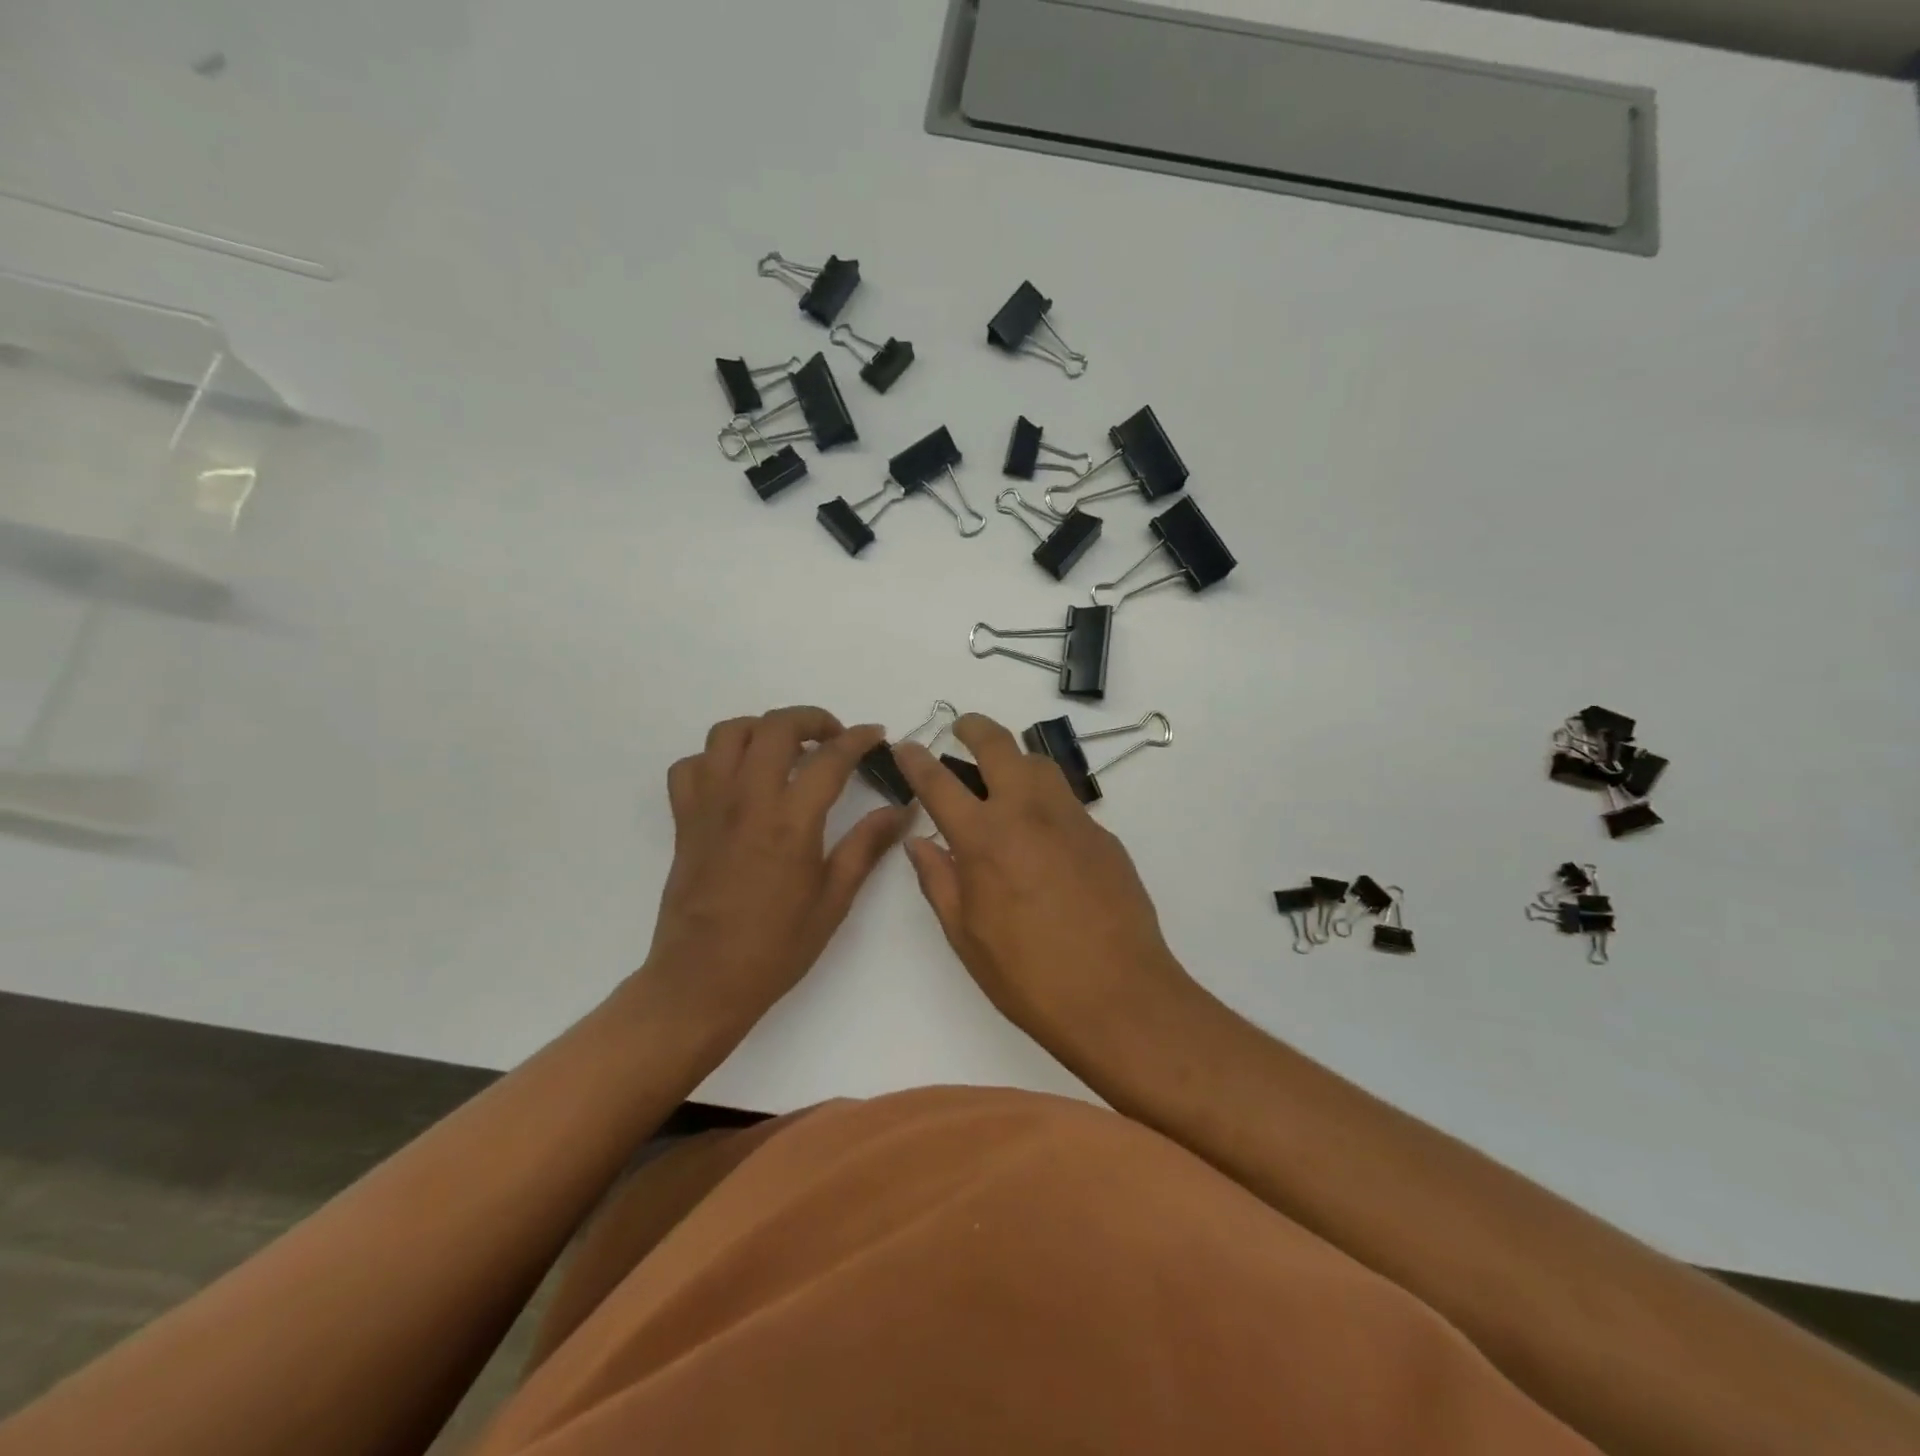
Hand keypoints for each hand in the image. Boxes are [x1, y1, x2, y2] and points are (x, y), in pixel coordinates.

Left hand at [638, 707, 911, 1036]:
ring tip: (785, 748)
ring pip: (728, 733)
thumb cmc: (775, 948)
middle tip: (833, 737)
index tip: (877, 736)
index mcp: (790, 822)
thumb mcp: (834, 900)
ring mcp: (709, 806)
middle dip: (812, 719)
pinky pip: (691, 766)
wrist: (701, 982)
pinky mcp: (684, 820)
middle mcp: (747, 800)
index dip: (859, 739)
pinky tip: (737, 779)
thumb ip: (866, 846)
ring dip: (762, 728)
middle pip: (776, 727)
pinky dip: (715, 759)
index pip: (830, 758)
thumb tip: (902, 810)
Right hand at [894, 714, 1194, 1052]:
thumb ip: (939, 881)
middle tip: (962, 728)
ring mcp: (1072, 820)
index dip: (917, 760)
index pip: (939, 782)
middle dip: (974, 727)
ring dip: (1016, 758)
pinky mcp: (1104, 836)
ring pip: (1040, 764)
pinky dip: (1046, 802)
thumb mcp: (966, 936)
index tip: (906, 746)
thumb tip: (920, 843)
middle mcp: (1028, 813)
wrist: (1119, 996)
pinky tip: (1044, 836)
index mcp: (984, 838)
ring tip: (1004, 777)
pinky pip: (1068, 803)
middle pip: (998, 746)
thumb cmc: (1028, 976)